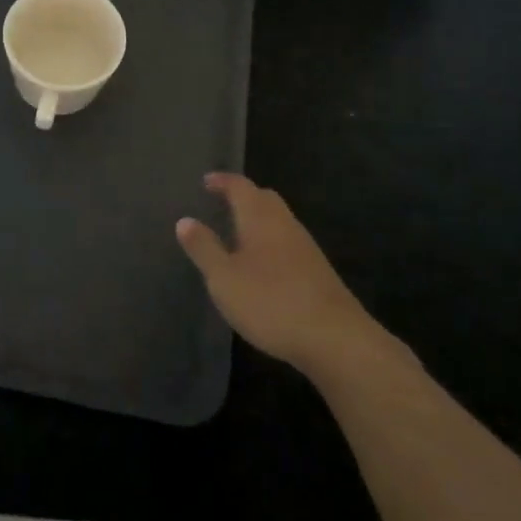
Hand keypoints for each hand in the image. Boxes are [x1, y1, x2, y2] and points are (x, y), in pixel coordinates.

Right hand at [176, 172, 375, 375]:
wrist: (336, 339)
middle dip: (244, 195)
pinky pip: (288, 242)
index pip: (240, 186)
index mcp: (260, 218)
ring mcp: (306, 248)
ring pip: (279, 220)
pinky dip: (271, 241)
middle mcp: (285, 224)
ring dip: (259, 219)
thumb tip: (184, 220)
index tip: (206, 181)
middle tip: (223, 202)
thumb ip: (204, 248)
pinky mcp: (318, 271)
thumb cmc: (271, 302)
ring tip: (238, 233)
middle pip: (264, 198)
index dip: (222, 181)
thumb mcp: (224, 278)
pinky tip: (263, 264)